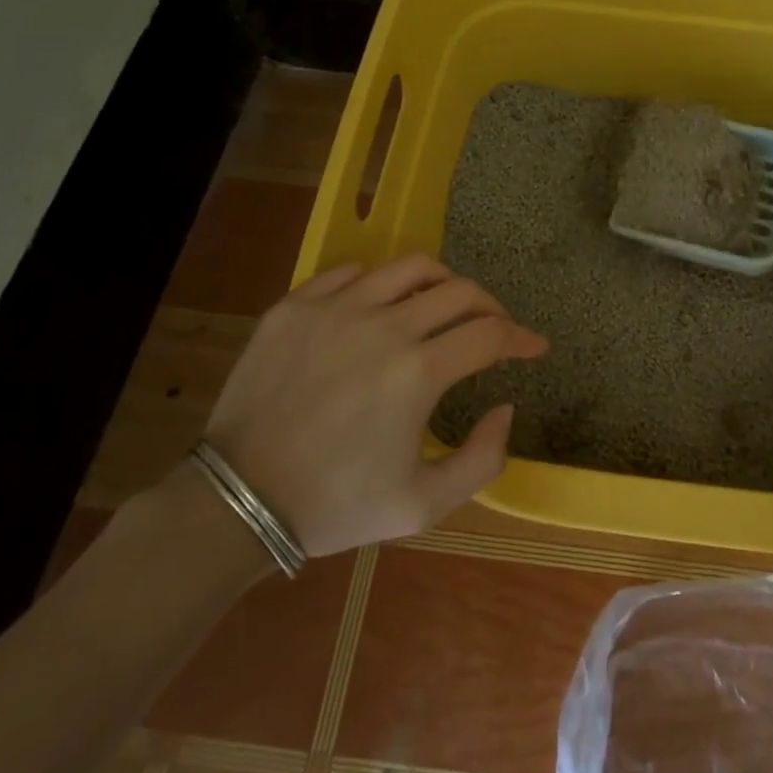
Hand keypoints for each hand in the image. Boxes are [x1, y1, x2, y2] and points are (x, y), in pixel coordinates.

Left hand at [199, 255, 546, 558]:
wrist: (237, 501)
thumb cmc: (336, 506)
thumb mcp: (423, 505)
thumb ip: (482, 459)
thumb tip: (506, 408)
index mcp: (418, 371)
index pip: (490, 334)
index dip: (522, 337)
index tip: (535, 347)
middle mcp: (384, 326)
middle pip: (459, 291)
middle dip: (491, 307)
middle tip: (495, 327)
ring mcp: (335, 308)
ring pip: (409, 267)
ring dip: (442, 282)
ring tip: (445, 304)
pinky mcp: (295, 305)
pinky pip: (351, 273)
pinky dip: (380, 283)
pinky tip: (382, 307)